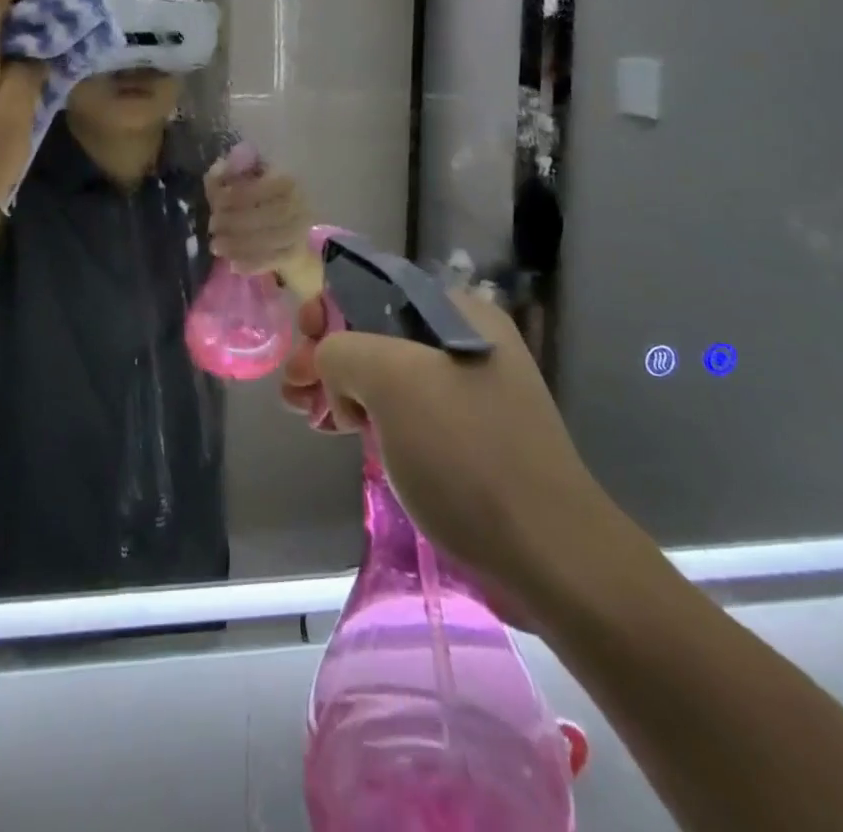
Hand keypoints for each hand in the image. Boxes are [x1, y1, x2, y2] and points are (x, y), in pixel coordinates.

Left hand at [205, 157, 321, 295]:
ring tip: (216, 246)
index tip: (216, 203)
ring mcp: (301, 229)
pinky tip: (233, 264)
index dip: (238, 195)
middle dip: (236, 221)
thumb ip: (225, 178)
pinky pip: (274, 260)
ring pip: (272, 238)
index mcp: (285, 181)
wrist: (287, 237)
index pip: (263, 187)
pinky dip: (252, 263)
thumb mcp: (238, 187)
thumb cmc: (257, 204)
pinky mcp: (297, 253)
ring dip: (239, 244)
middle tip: (212, 226)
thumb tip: (217, 167)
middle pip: (270, 214)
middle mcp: (299, 203)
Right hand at [291, 290, 623, 623]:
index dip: (329, 306)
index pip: (375, 287)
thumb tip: (333, 368)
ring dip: (339, 384)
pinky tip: (340, 430)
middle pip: (375, 330)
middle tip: (292, 388)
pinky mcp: (464, 435)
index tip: (300, 341)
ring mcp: (467, 391)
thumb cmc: (467, 454)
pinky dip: (365, 413)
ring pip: (385, 372)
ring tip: (303, 411)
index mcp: (457, 312)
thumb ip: (343, 350)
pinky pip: (402, 408)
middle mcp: (464, 341)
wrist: (549, 555)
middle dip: (327, 351)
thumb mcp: (392, 381)